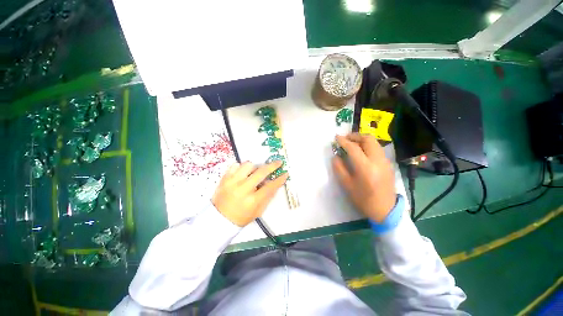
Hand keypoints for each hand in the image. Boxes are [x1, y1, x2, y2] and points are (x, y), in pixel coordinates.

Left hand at [212, 161, 288, 226]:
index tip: (285, 173)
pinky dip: (241, 167)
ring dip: (255, 167)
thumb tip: (275, 183)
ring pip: (248, 165)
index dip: (280, 179)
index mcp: (252, 201)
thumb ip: (268, 197)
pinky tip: (243, 173)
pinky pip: (235, 165)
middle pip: (261, 172)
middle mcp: (242, 189)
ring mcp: (232, 182)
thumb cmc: (241, 217)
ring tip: (255, 172)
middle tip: (278, 162)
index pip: (270, 187)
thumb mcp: (258, 211)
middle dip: (272, 165)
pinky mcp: (224, 179)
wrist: (219, 219)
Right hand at [332, 133, 396, 222]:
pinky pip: (377, 149)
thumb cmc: (363, 199)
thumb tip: (336, 156)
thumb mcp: (347, 185)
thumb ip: (339, 168)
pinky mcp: (388, 163)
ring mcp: (385, 161)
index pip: (353, 148)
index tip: (336, 137)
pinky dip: (368, 145)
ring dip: (362, 140)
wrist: (385, 210)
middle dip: (355, 136)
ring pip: (374, 142)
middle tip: (345, 139)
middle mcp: (378, 161)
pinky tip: (361, 152)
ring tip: (352, 144)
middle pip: (368, 139)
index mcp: (366, 168)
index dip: (343, 141)